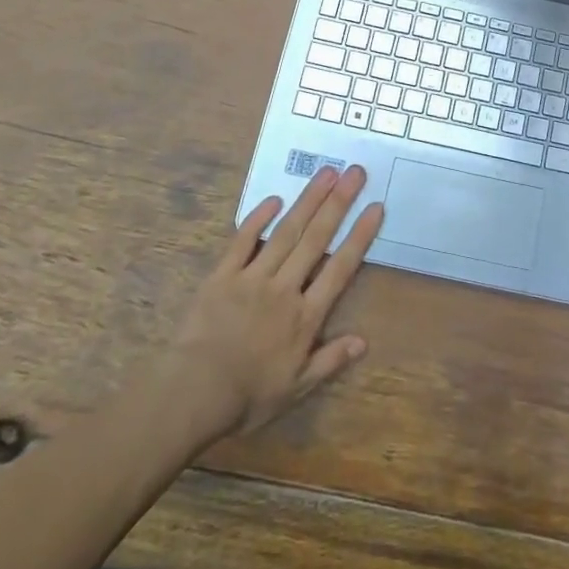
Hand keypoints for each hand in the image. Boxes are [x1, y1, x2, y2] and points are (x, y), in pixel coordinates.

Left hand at [168, 167, 383, 436]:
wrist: (192, 394)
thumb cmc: (247, 396)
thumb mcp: (295, 389)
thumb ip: (329, 361)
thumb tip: (363, 341)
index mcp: (305, 317)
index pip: (340, 268)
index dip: (359, 236)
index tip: (375, 207)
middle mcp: (284, 288)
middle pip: (316, 239)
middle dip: (338, 203)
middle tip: (355, 171)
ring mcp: (252, 278)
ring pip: (286, 232)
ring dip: (308, 200)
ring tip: (326, 173)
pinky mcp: (222, 276)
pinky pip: (242, 241)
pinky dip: (258, 218)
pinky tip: (274, 199)